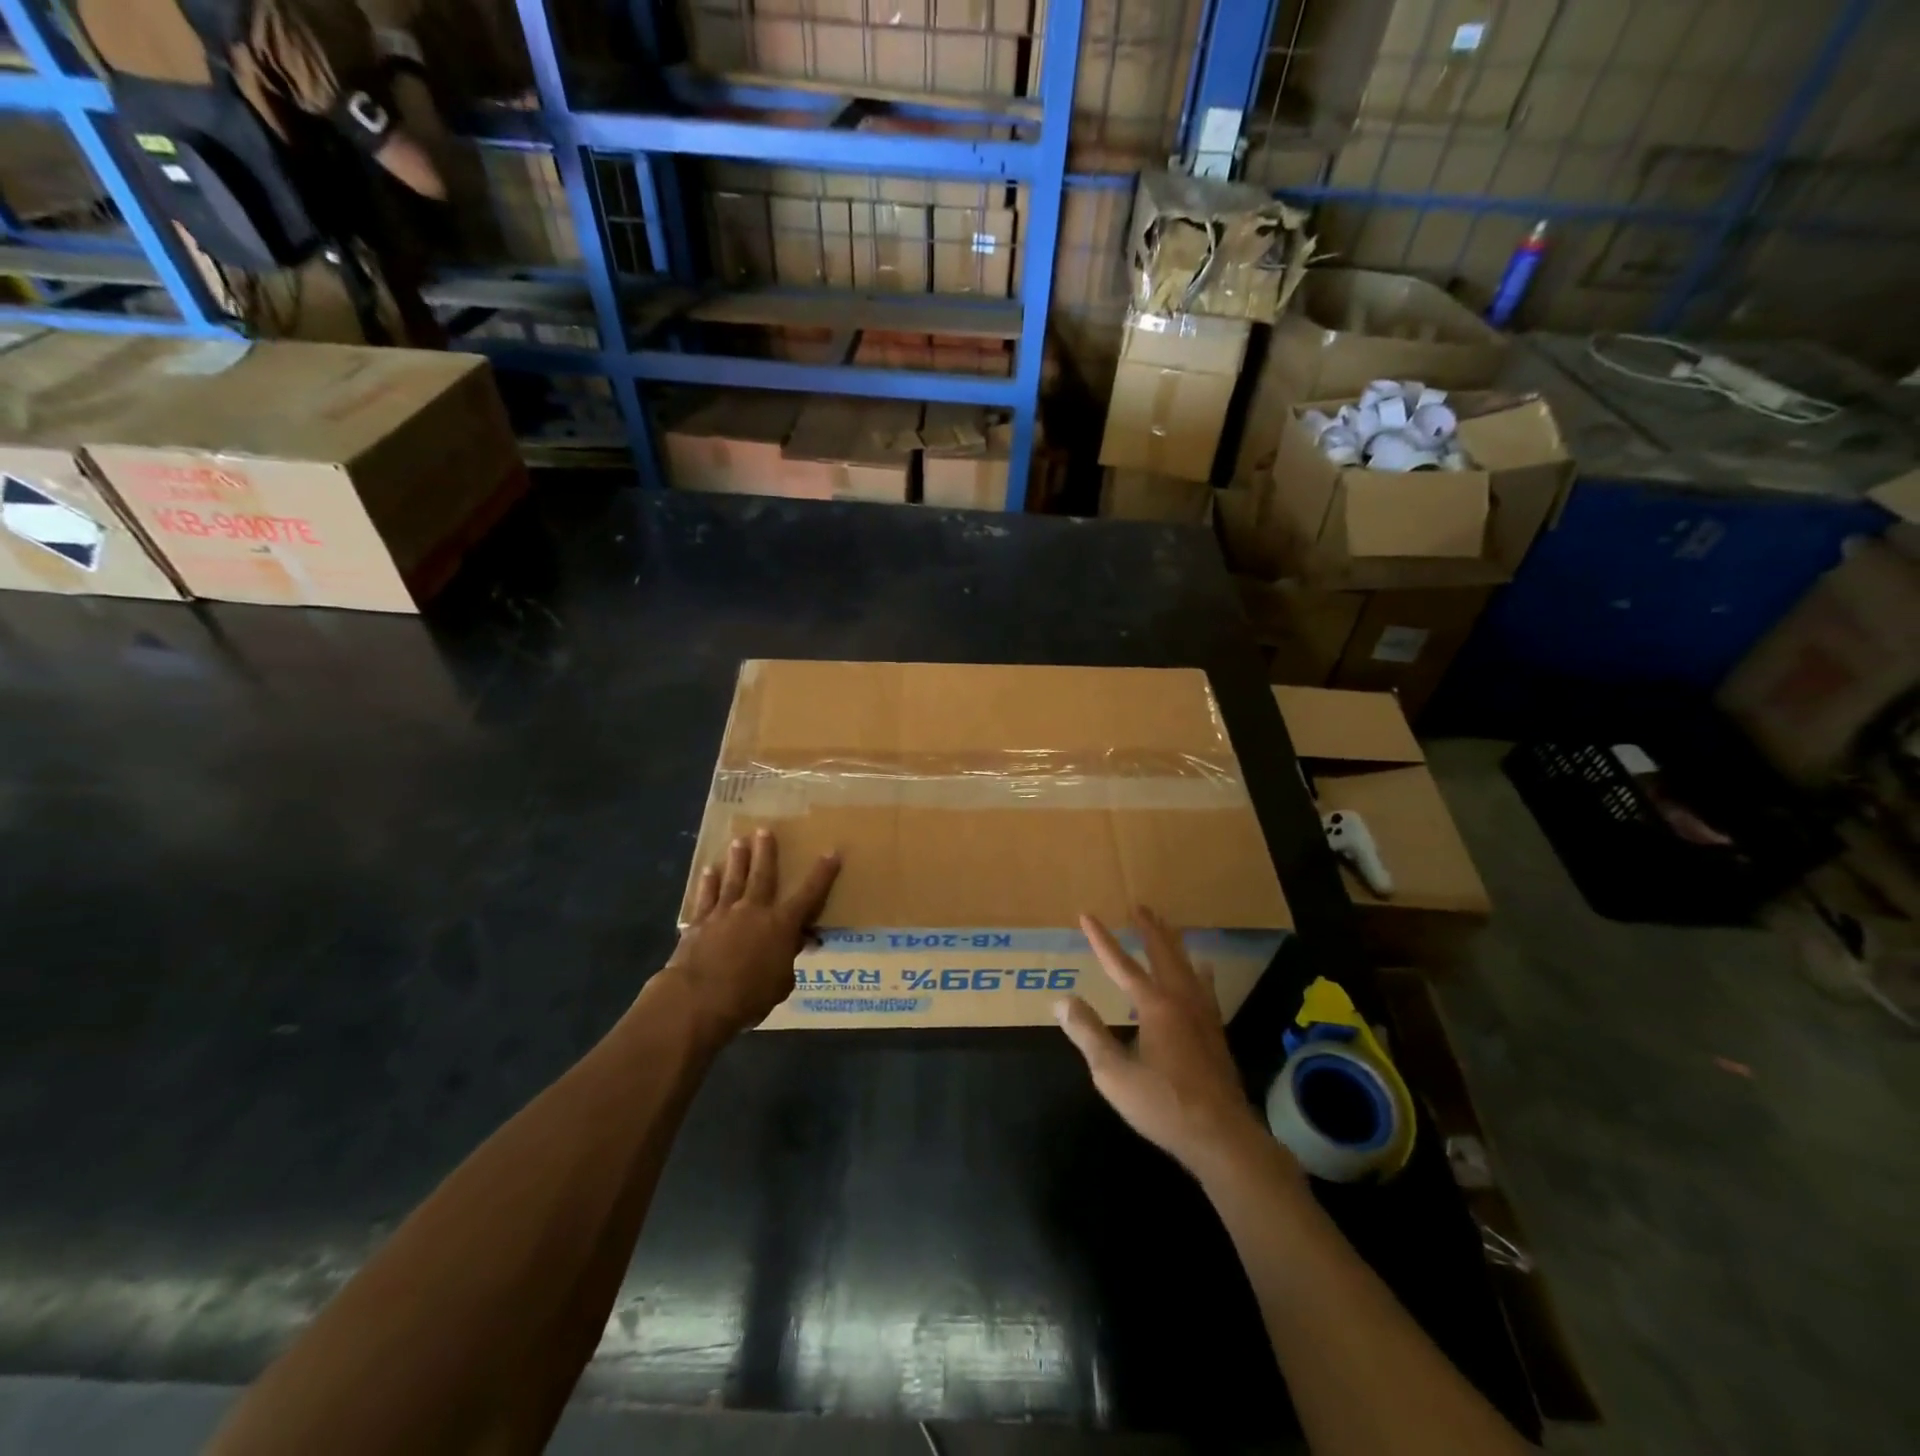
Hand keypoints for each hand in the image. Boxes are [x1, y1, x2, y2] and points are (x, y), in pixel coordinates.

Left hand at [661, 829, 839, 1040]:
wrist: (698, 999)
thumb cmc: (748, 997)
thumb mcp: (781, 984)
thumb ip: (787, 961)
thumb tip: (793, 946)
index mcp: (781, 925)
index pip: (809, 894)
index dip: (822, 874)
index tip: (832, 852)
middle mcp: (754, 910)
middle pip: (763, 875)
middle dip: (767, 852)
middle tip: (765, 830)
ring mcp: (723, 914)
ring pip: (733, 879)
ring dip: (737, 860)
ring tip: (738, 841)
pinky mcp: (698, 924)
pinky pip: (705, 897)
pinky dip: (707, 884)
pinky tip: (708, 871)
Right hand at [1055, 908, 1279, 1181]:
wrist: (1221, 1136)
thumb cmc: (1163, 1105)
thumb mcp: (1113, 1073)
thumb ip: (1088, 1033)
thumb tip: (1061, 1000)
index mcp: (1154, 1006)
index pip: (1121, 964)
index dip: (1101, 939)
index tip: (1086, 915)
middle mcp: (1181, 1000)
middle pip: (1163, 954)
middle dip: (1148, 928)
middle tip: (1139, 906)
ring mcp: (1203, 1015)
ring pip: (1187, 966)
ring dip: (1173, 943)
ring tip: (1167, 925)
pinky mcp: (1215, 1032)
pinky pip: (1205, 988)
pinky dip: (1199, 972)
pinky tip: (1203, 970)